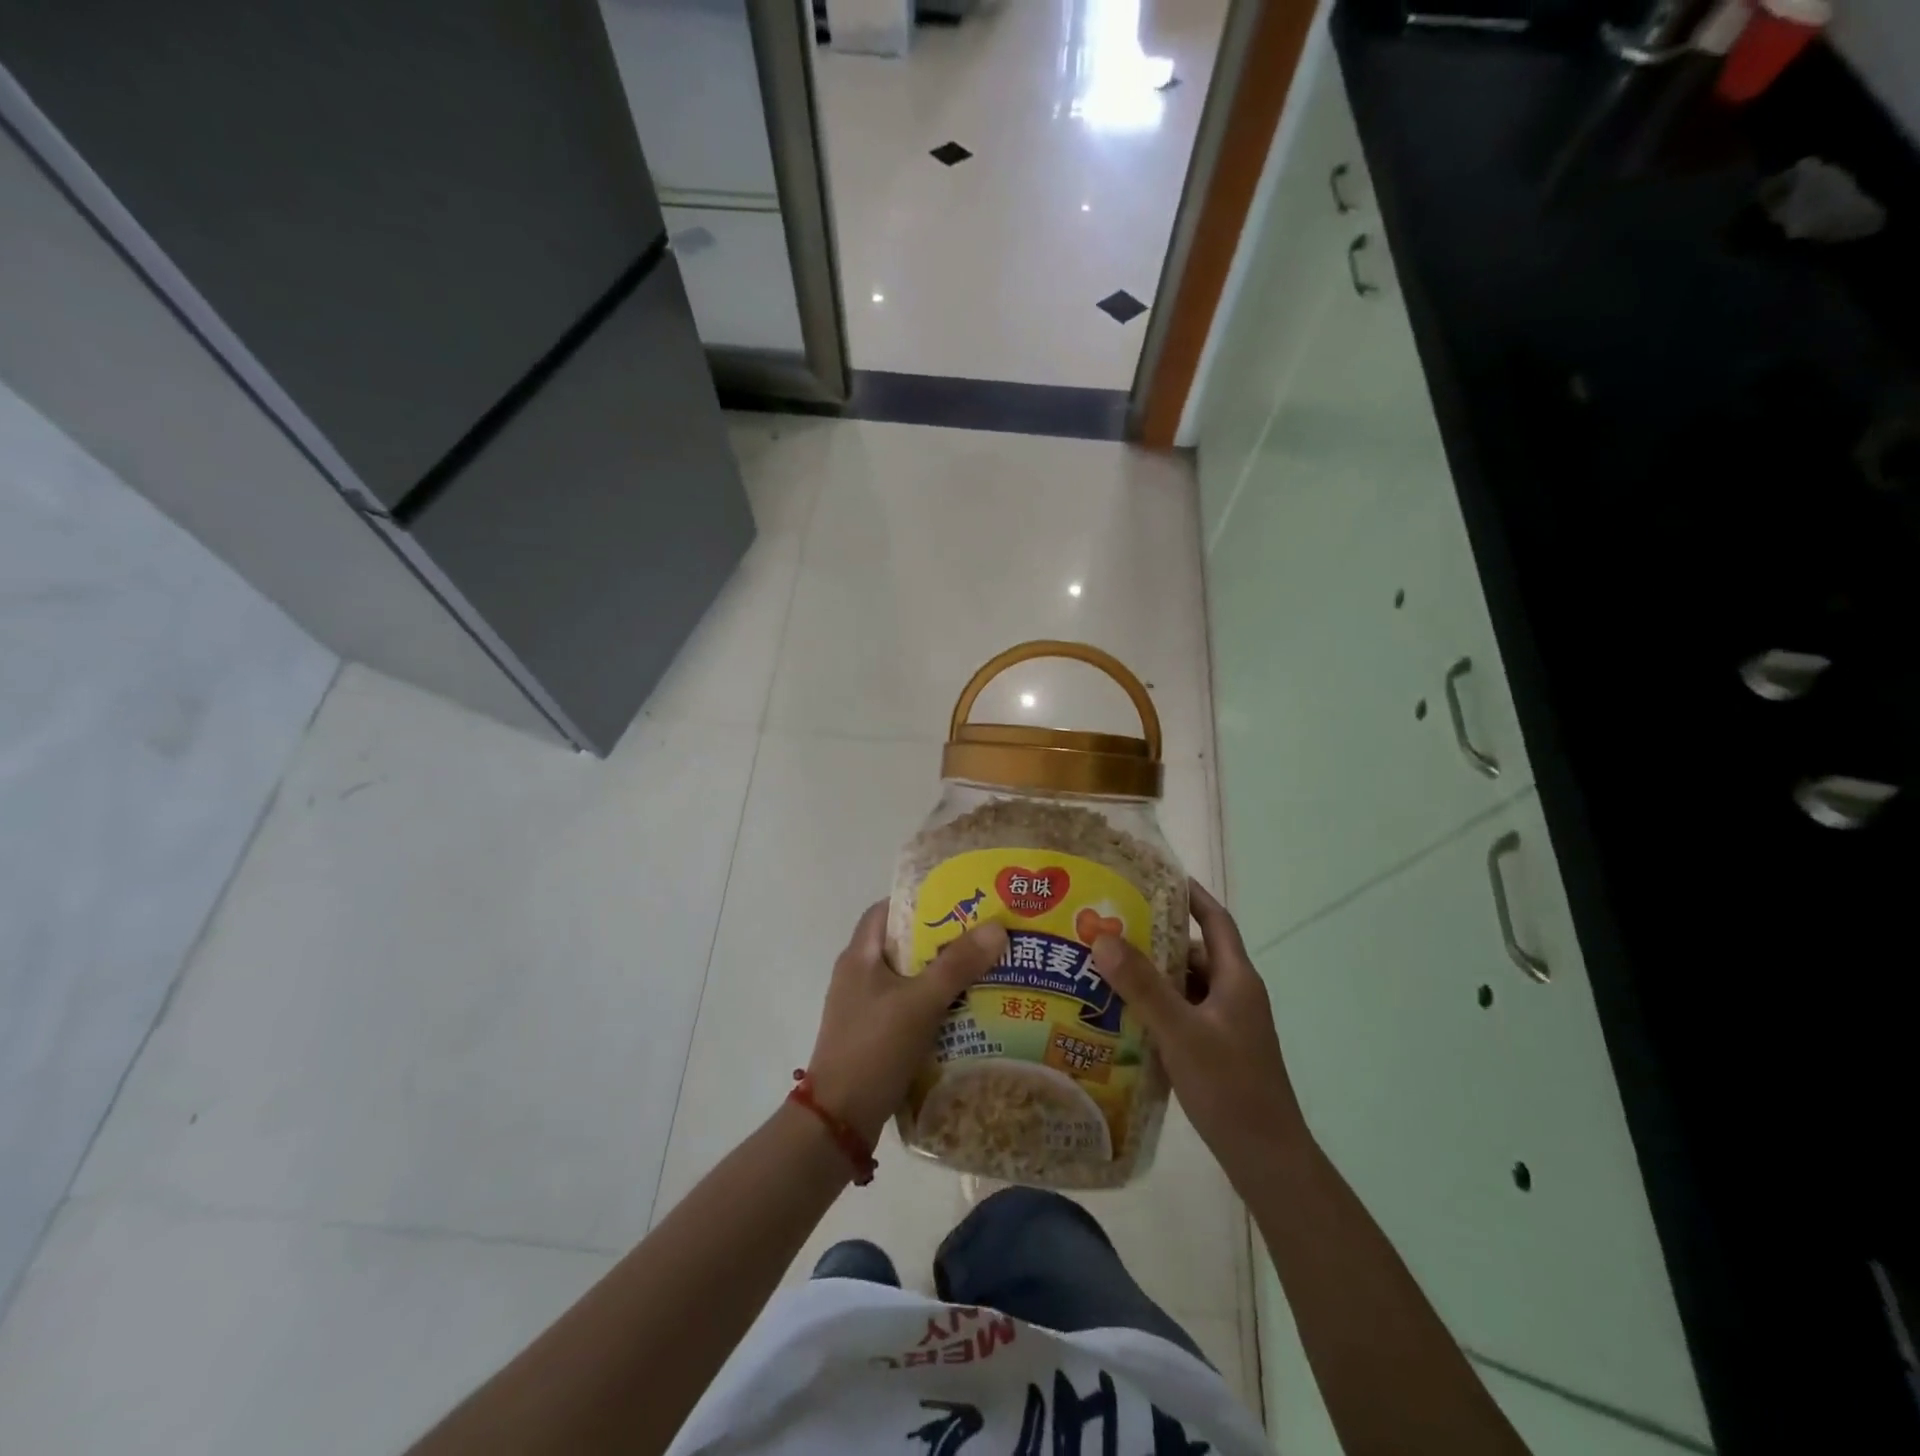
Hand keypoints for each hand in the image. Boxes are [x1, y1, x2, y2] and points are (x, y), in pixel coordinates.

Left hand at [805, 902, 1008, 1145]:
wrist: (838, 1120)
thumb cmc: (874, 1047)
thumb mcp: (920, 1002)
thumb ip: (957, 964)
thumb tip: (997, 926)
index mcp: (859, 956)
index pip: (887, 910)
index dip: (920, 901)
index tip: (958, 901)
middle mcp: (858, 975)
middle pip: (902, 944)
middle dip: (941, 939)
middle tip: (982, 937)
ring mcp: (863, 1007)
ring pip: (907, 978)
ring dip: (940, 974)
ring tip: (982, 971)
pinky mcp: (872, 1035)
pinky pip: (907, 1007)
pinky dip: (932, 1004)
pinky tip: (963, 1013)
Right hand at [1092, 879, 1309, 1176]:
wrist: (1268, 1160)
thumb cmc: (1230, 1088)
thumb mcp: (1181, 1032)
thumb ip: (1143, 986)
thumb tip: (1103, 937)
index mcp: (1236, 979)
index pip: (1215, 920)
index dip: (1190, 895)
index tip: (1155, 875)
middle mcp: (1235, 995)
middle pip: (1195, 952)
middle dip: (1155, 938)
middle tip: (1110, 927)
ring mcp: (1228, 1025)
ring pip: (1186, 986)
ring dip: (1152, 975)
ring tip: (1106, 968)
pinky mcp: (1218, 1050)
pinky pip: (1183, 1013)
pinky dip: (1157, 1006)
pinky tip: (1124, 1015)